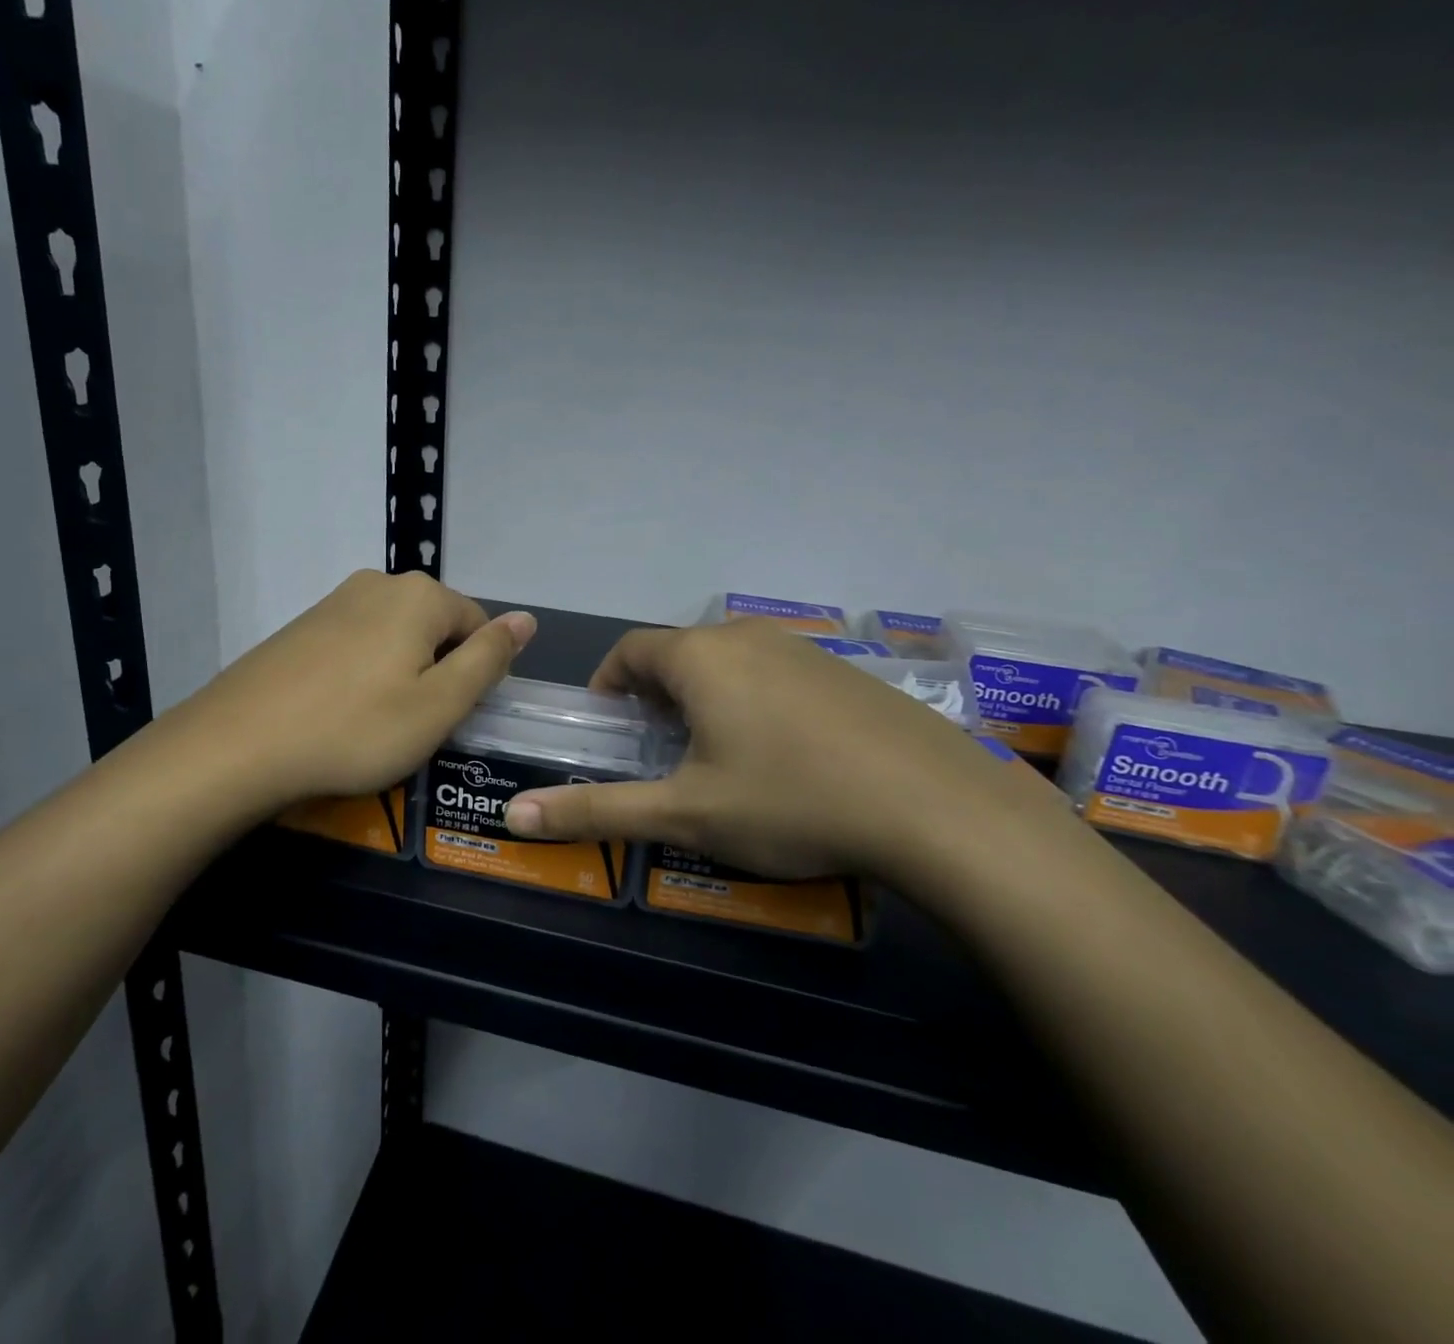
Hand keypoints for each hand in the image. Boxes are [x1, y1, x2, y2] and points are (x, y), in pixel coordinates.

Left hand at [169, 571, 534, 814]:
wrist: (239, 744)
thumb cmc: (356, 729)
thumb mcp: (440, 704)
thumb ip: (489, 658)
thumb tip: (527, 619)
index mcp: (420, 595)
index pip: (478, 626)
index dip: (474, 675)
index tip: (449, 717)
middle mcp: (379, 583)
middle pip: (436, 628)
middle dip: (437, 672)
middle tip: (413, 725)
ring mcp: (335, 600)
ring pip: (395, 637)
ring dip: (400, 675)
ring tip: (375, 723)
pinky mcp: (303, 625)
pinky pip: (356, 644)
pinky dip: (362, 674)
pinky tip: (340, 711)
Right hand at [504, 618, 1056, 884]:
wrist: (939, 809)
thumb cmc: (790, 802)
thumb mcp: (685, 815)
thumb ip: (596, 810)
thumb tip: (514, 817)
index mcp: (701, 657)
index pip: (630, 651)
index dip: (608, 684)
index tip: (608, 727)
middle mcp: (748, 636)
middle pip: (680, 653)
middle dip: (656, 694)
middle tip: (657, 750)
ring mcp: (805, 648)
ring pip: (731, 662)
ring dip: (707, 696)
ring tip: (716, 755)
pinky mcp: (848, 671)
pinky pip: (778, 673)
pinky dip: (756, 700)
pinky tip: (785, 755)